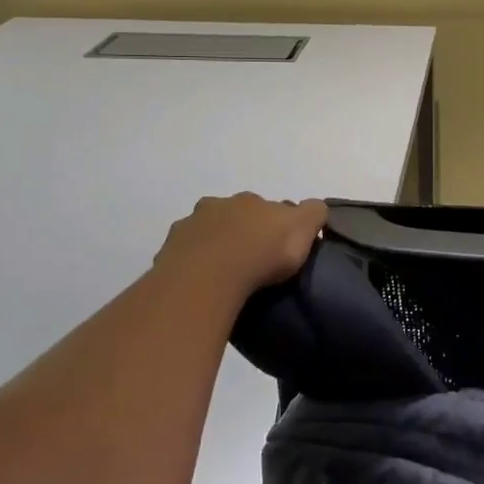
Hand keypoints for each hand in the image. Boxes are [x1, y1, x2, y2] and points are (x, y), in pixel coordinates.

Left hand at [153, 193, 327, 299]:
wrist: (208, 277)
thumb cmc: (262, 252)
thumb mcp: (303, 228)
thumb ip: (314, 213)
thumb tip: (315, 208)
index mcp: (252, 200)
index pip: (270, 207)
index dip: (278, 224)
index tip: (283, 246)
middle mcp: (219, 205)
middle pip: (235, 215)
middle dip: (244, 231)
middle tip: (253, 259)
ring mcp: (189, 227)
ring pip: (207, 233)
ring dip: (216, 246)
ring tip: (226, 275)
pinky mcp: (168, 252)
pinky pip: (185, 256)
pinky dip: (194, 264)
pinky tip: (203, 283)